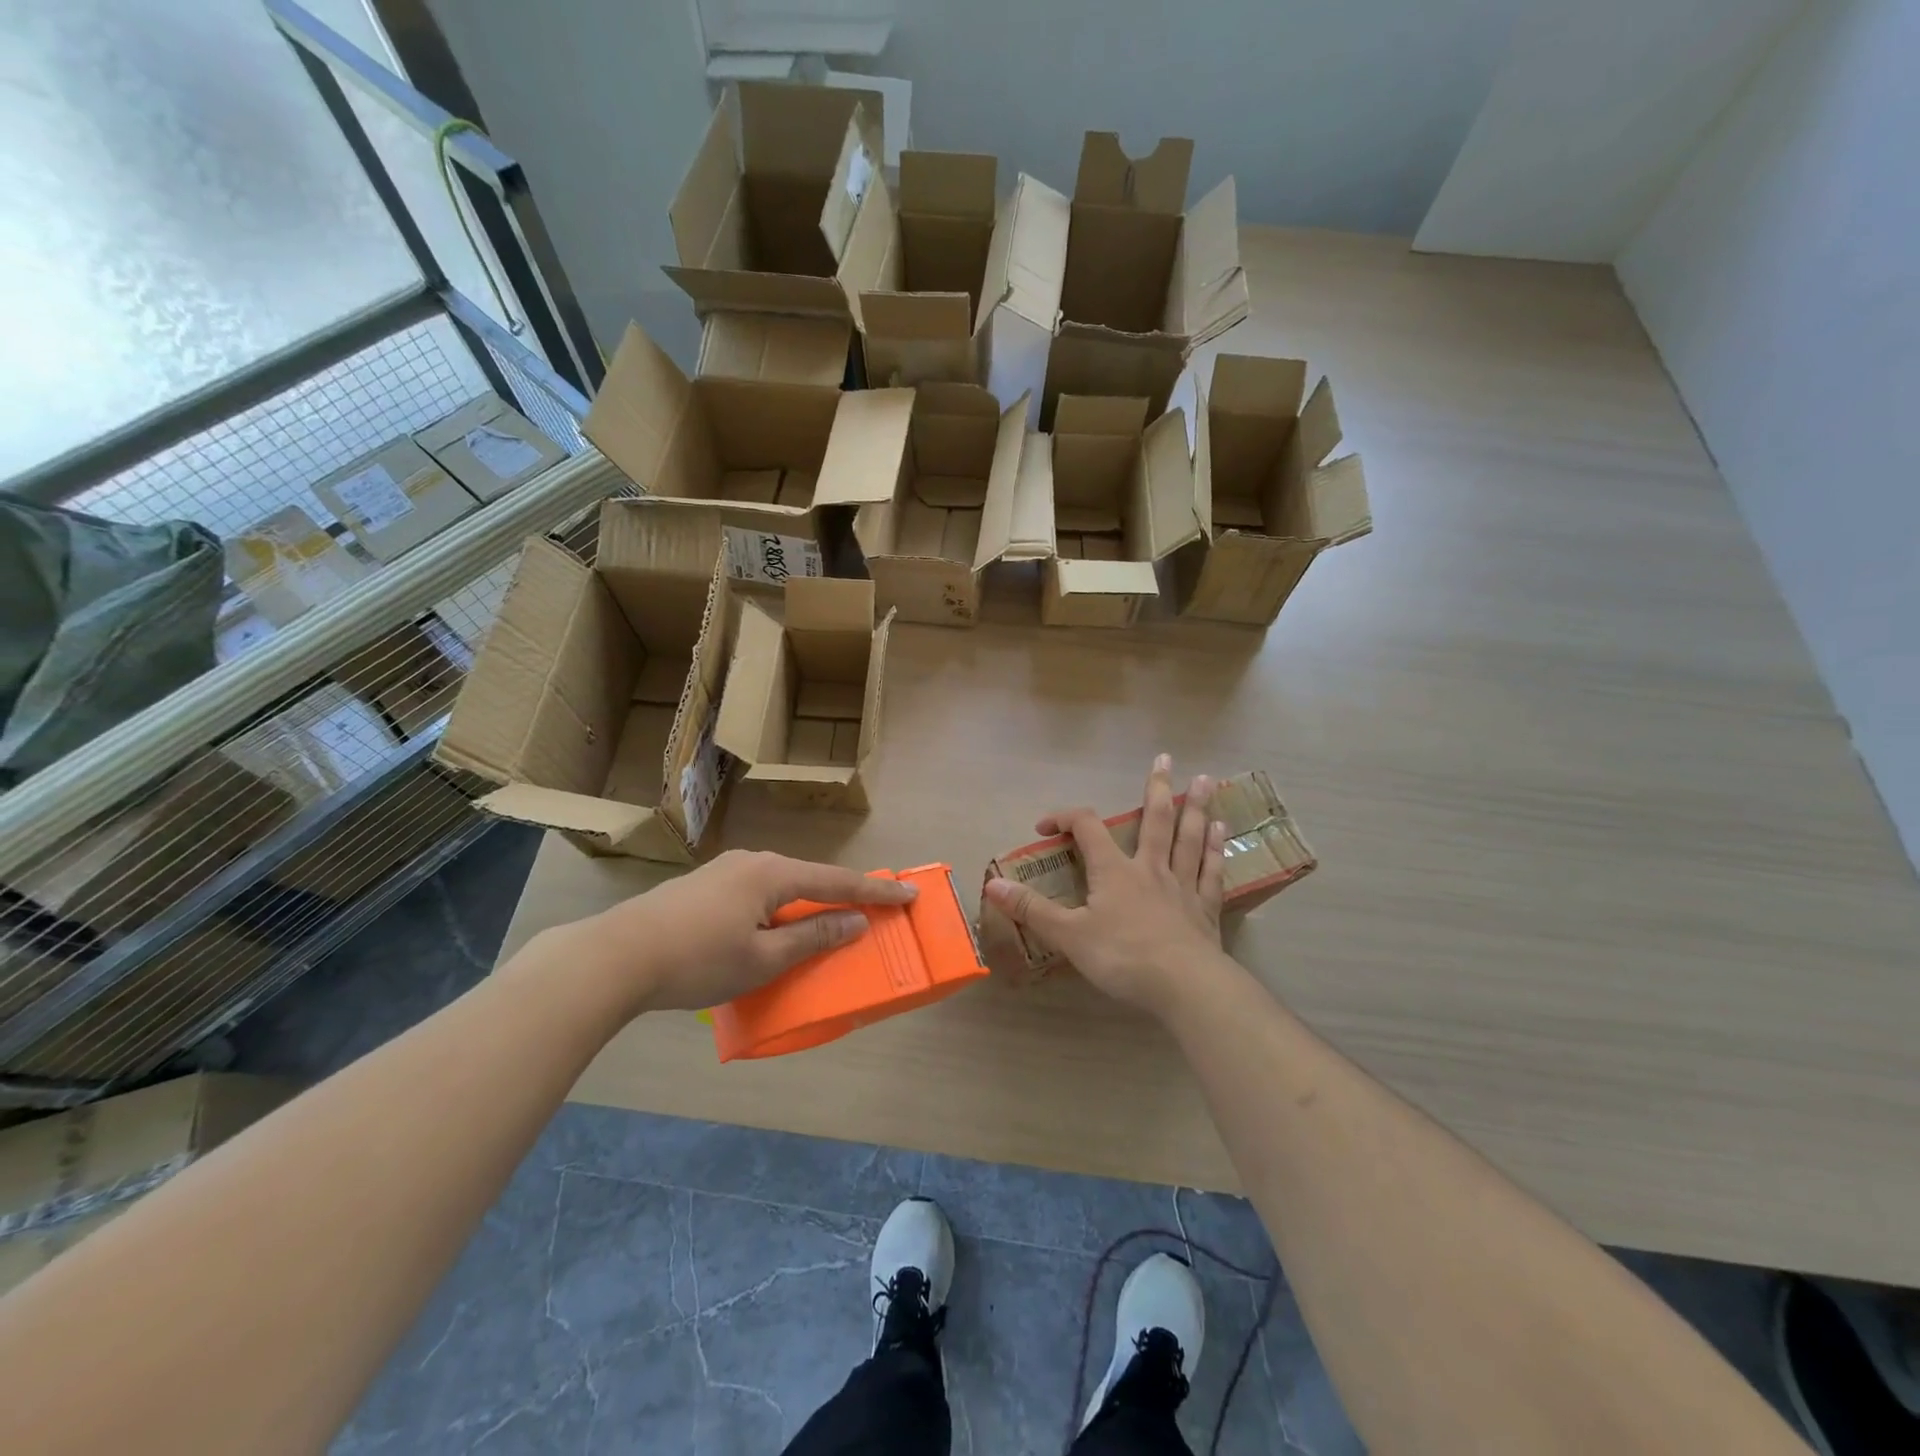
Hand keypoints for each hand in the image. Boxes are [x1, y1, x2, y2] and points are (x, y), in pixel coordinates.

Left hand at [543, 850, 917, 1019]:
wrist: (617, 955)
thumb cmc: (698, 959)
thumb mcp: (763, 958)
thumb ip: (812, 936)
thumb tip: (854, 921)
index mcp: (773, 873)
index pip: (837, 881)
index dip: (876, 892)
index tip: (910, 895)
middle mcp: (753, 861)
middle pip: (809, 878)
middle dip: (841, 895)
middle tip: (870, 909)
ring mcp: (725, 870)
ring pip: (781, 885)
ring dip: (806, 904)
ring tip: (823, 922)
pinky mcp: (704, 885)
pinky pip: (757, 891)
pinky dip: (778, 908)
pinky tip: (772, 927)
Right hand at [983, 755, 1226, 1017]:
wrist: (1185, 986)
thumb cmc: (1123, 957)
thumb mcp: (1069, 935)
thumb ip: (1032, 909)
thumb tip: (992, 885)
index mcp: (1114, 872)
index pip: (1087, 828)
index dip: (1065, 818)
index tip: (1045, 826)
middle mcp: (1150, 869)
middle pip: (1154, 820)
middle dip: (1156, 788)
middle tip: (1165, 758)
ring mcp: (1181, 887)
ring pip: (1189, 838)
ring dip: (1195, 808)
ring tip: (1204, 781)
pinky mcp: (1205, 910)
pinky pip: (1210, 872)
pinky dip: (1215, 850)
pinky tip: (1222, 831)